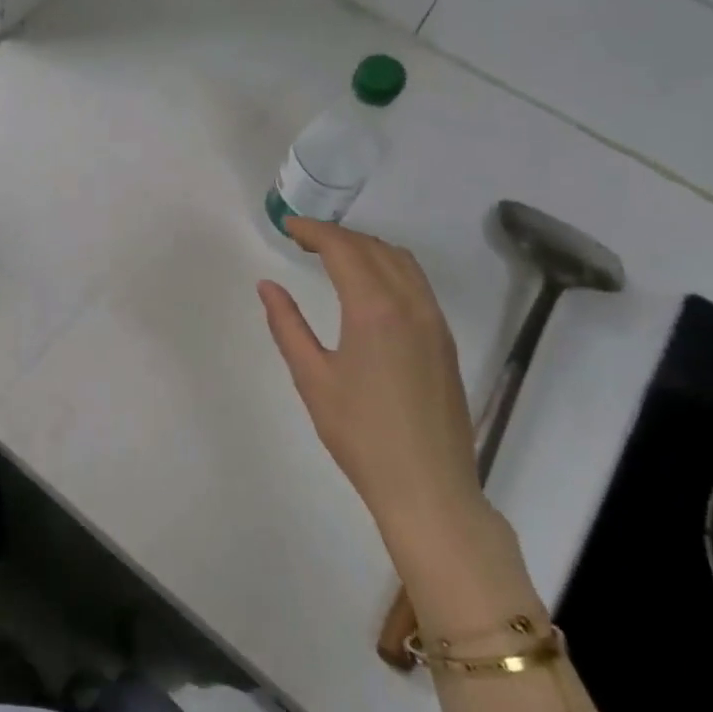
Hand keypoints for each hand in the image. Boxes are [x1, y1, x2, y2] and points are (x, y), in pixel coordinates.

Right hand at [259, 219, 487, 560]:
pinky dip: (389, 268)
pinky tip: (369, 288)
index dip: (314, 231)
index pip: (344, 249)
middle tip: (303, 240)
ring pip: (402, 263)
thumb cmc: (360, 434)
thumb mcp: (312, 378)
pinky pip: (417, 284)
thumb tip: (268, 285)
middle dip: (338, 236)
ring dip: (367, 248)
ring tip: (334, 256)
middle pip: (375, 249)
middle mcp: (412, 305)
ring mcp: (434, 322)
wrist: (428, 487)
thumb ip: (287, 324)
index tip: (288, 225)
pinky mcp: (444, 341)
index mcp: (375, 310)